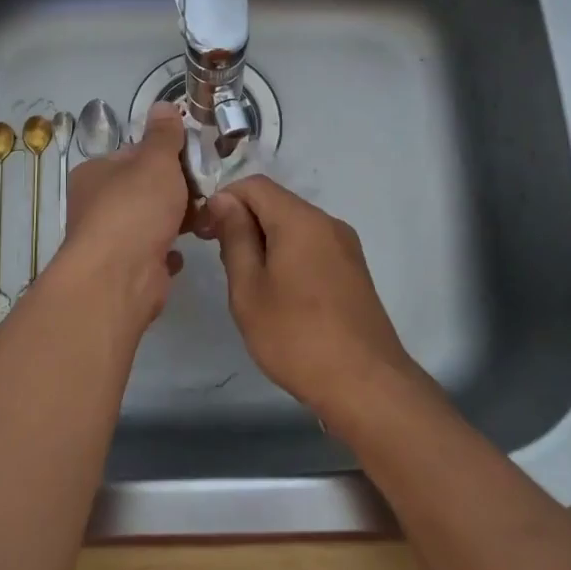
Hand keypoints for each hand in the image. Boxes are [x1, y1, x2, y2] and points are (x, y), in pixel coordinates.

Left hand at [55, 103, 190, 334]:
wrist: (120, 277)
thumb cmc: (135, 208)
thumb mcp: (156, 161)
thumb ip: (164, 135)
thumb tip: (164, 105)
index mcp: (95, 174)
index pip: (133, 155)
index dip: (164, 155)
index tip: (193, 159)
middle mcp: (96, 205)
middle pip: (144, 189)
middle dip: (176, 189)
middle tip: (207, 189)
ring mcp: (109, 239)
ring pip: (149, 221)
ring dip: (177, 219)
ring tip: (206, 217)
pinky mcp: (125, 269)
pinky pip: (153, 251)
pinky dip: (169, 249)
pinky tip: (184, 249)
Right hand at [202, 176, 423, 419]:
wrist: (365, 384)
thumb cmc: (296, 336)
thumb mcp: (249, 289)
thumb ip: (235, 237)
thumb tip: (224, 200)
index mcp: (301, 220)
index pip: (254, 185)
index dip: (223, 200)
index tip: (205, 234)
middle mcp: (328, 223)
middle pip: (276, 203)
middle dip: (244, 222)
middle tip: (222, 262)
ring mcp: (346, 246)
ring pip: (295, 226)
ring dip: (266, 241)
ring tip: (250, 284)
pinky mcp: (354, 270)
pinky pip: (312, 246)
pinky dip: (289, 255)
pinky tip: (280, 294)